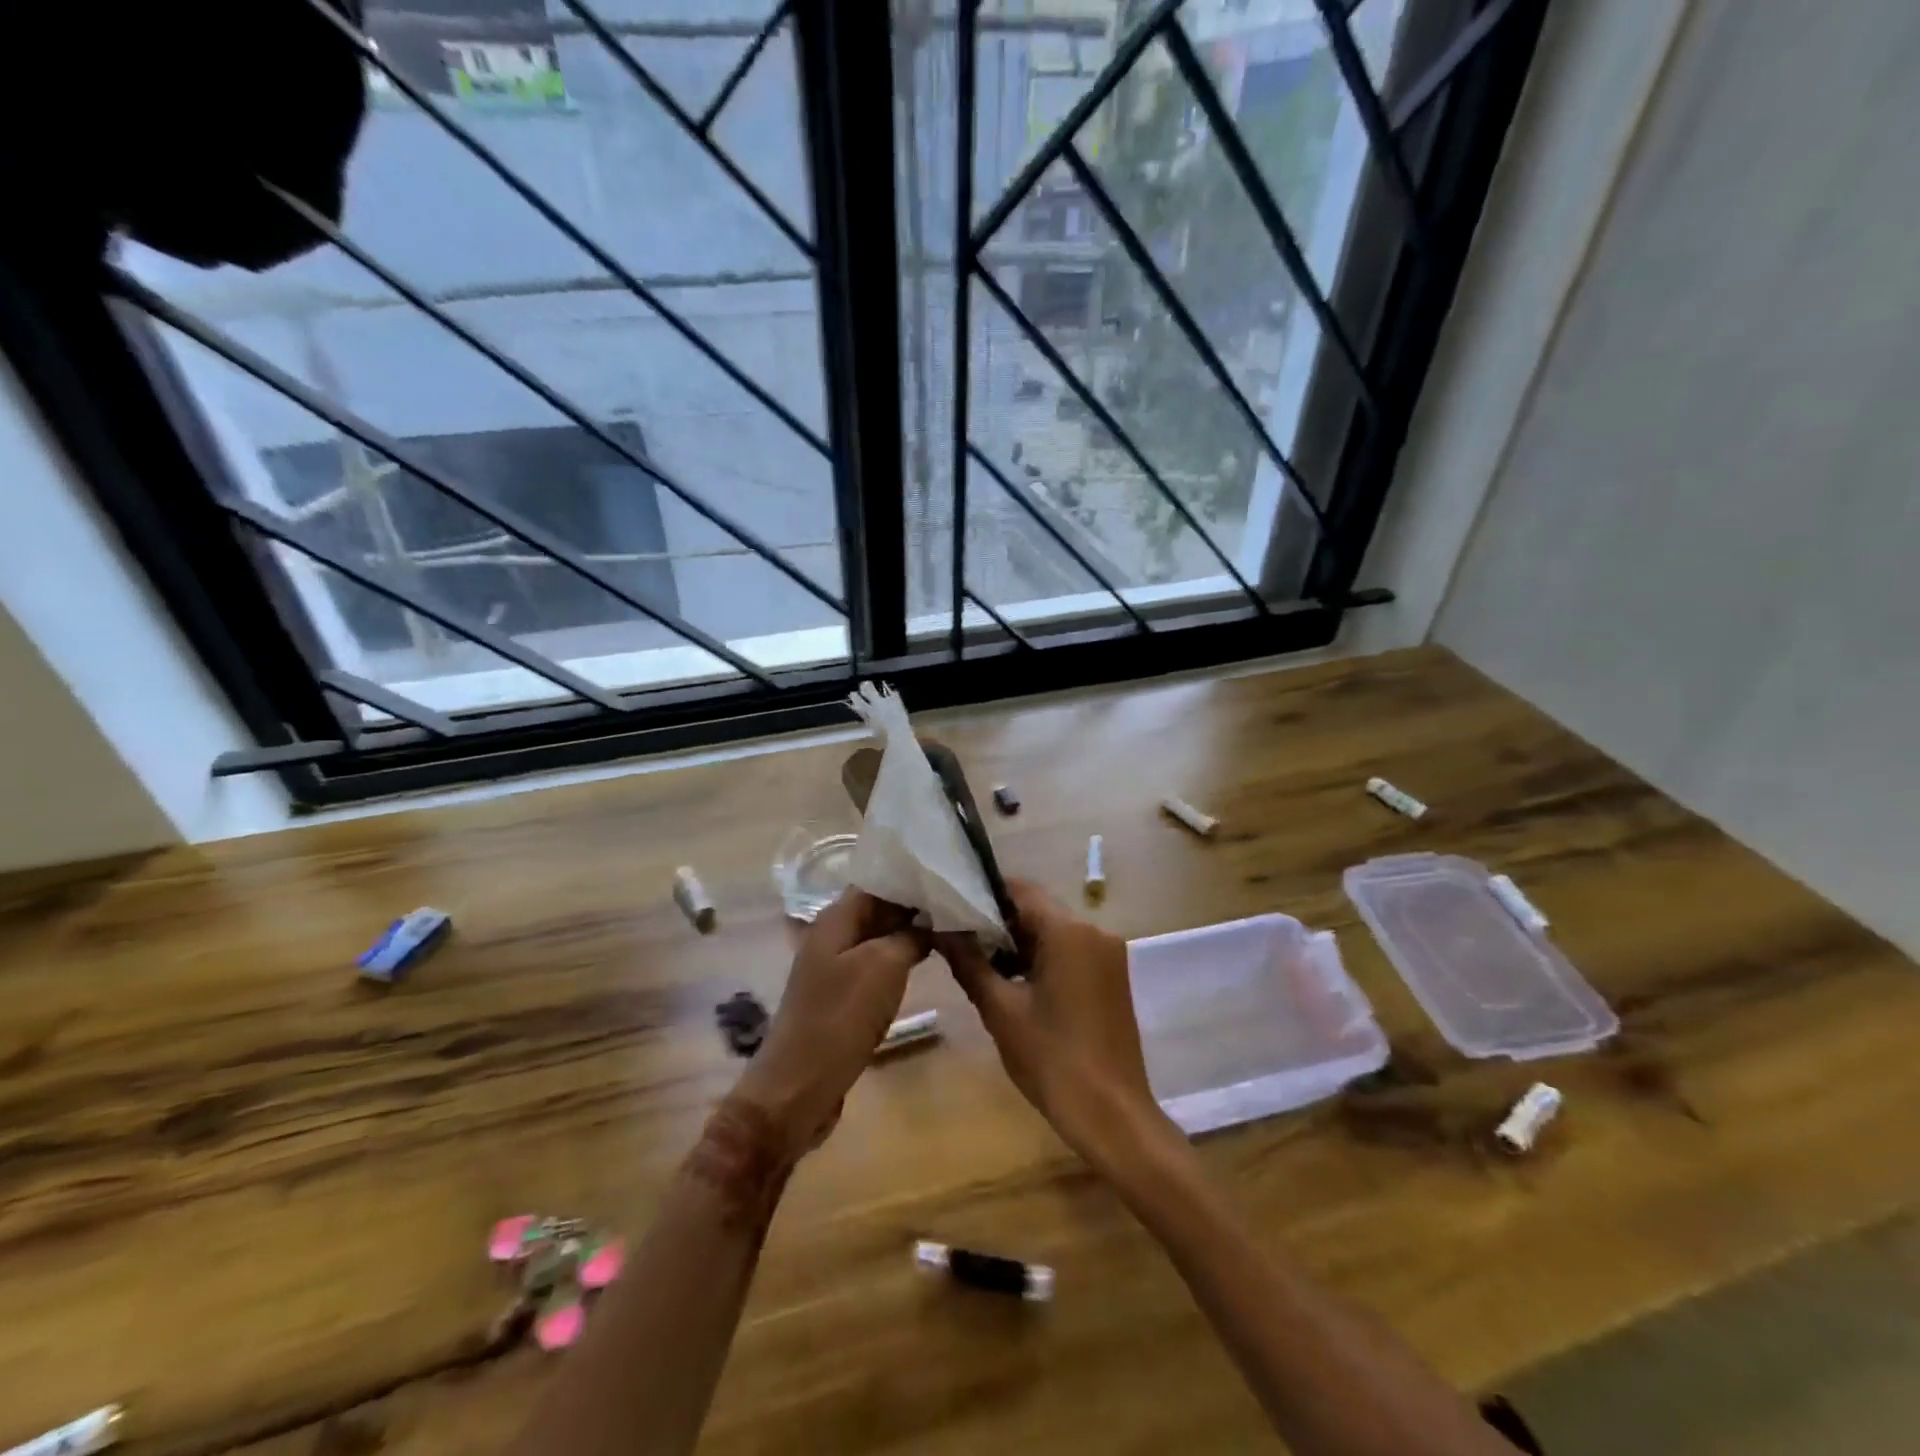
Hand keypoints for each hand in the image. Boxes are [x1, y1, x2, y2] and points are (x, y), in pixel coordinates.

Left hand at [732, 890, 929, 1164]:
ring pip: (879, 937)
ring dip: (911, 932)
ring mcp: (836, 967)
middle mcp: (832, 935)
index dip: (911, 876)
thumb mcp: (884, 966)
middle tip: (960, 901)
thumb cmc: (841, 1017)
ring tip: (953, 925)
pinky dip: (901, 958)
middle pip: (878, 907)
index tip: (949, 876)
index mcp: (835, 918)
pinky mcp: (843, 995)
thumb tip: (931, 918)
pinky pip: (876, 965)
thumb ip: (910, 935)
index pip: (877, 880)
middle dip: (915, 904)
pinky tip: (928, 960)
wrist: (800, 1085)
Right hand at [940, 880, 1173, 1167]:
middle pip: (1037, 909)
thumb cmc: (1052, 1059)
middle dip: (998, 922)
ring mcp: (1108, 955)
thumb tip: (941, 930)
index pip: (1020, 890)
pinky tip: (1013, 983)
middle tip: (958, 939)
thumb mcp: (1000, 1010)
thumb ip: (969, 962)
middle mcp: (1094, 932)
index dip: (983, 894)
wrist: (1112, 1116)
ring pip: (1053, 932)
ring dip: (1018, 943)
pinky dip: (1041, 959)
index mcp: (1069, 931)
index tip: (951, 907)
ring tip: (978, 963)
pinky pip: (1070, 952)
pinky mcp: (1111, 977)